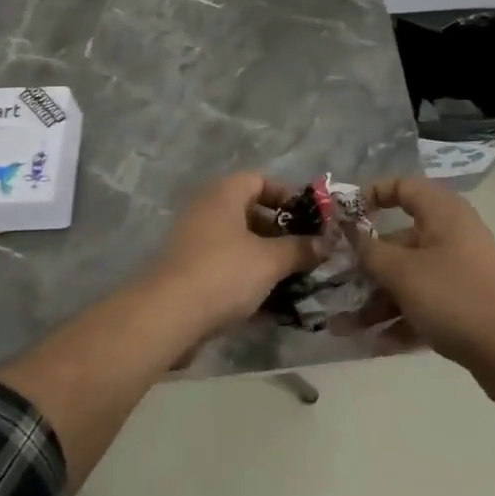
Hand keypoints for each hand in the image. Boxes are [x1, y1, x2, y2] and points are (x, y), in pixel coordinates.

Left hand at [143, 173, 318, 341]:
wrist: (167, 316)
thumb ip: (300, 249)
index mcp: (224, 194)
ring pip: (240, 243)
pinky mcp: (189, 272)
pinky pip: (227, 267)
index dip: (287, 196)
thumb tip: (327, 243)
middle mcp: (207, 210)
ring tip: (296, 278)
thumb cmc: (223, 273)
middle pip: (251, 212)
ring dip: (267, 259)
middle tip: (307, 251)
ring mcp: (195, 241)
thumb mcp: (270, 260)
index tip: (311, 218)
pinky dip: (248, 278)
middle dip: (281, 232)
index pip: (260, 180)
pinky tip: (272, 302)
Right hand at [354, 177, 494, 399]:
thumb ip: (369, 251)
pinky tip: (371, 345)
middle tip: (331, 283)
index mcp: (441, 213)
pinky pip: (421, 305)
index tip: (342, 217)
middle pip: (397, 241)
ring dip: (374, 302)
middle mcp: (449, 236)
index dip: (371, 196)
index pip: (402, 187)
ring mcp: (456, 272)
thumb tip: (349, 231)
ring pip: (406, 279)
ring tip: (341, 328)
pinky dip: (398, 321)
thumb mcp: (403, 273)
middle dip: (363, 266)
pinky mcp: (461, 306)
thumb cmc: (456, 297)